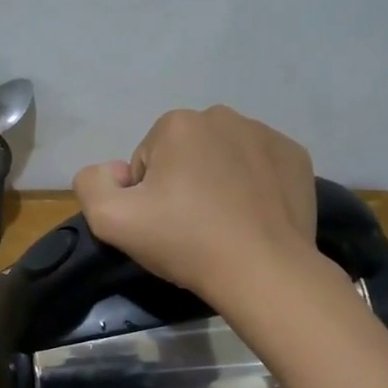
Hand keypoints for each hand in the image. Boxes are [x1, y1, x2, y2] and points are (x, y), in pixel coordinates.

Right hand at [71, 106, 320, 304]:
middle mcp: (222, 116)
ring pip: (222, 157)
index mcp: (177, 124)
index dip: (147, 196)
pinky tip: (252, 216)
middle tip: (191, 226)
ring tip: (223, 223)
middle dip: (181, 183)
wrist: (264, 271)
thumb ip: (92, 183)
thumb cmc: (185, 241)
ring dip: (216, 182)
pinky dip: (252, 185)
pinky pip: (258, 166)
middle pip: (184, 154)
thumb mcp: (110, 220)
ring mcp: (266, 134)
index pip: (145, 161)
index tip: (163, 223)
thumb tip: (114, 172)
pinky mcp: (295, 157)